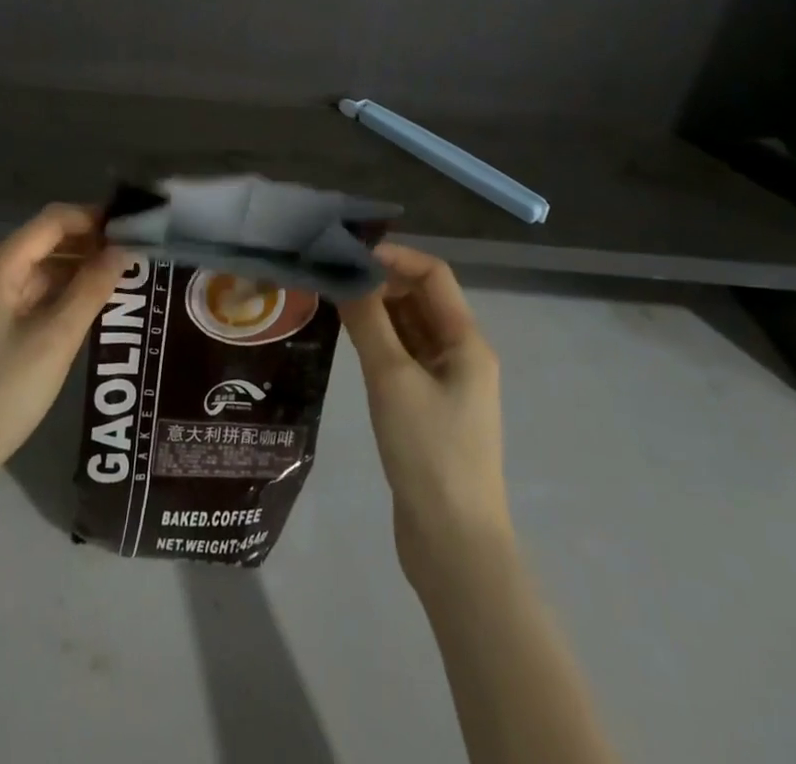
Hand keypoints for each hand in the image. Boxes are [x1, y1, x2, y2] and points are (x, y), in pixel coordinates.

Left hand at [0, 205, 124, 485]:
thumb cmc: (5, 391)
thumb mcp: (56, 338)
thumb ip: (92, 289)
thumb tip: (123, 250)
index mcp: (0, 266)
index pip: (52, 220)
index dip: (92, 217)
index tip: (132, 228)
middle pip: (46, 241)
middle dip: (90, 243)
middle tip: (135, 256)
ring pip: (43, 269)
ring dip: (80, 269)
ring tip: (123, 280)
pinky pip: (35, 294)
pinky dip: (64, 293)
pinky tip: (93, 307)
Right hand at [339, 243, 510, 584]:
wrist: (453, 544)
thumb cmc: (429, 452)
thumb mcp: (393, 379)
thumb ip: (369, 322)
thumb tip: (348, 273)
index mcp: (466, 341)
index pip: (432, 275)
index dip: (393, 255)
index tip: (347, 251)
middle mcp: (459, 354)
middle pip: (420, 298)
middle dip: (379, 280)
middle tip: (329, 273)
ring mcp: (444, 383)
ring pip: (408, 328)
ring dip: (375, 310)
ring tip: (330, 298)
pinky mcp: (426, 408)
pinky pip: (401, 356)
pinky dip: (376, 340)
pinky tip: (345, 337)